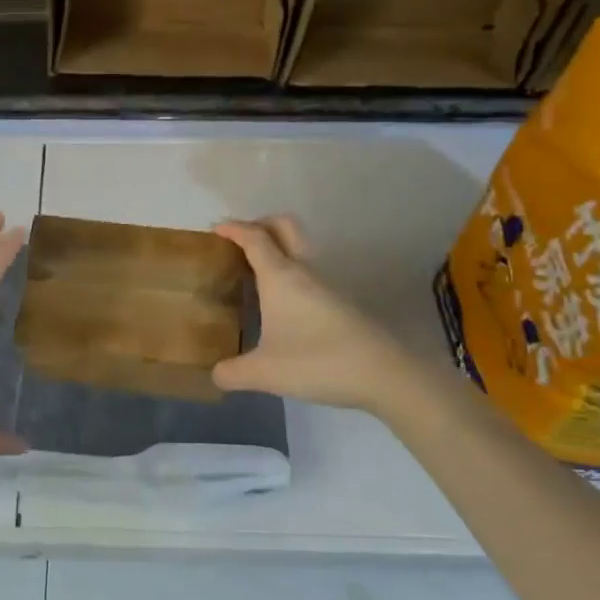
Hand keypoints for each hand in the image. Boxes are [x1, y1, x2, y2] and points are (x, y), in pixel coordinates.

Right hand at [212, 216, 412, 412]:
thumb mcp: (265, 373)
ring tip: (254, 273)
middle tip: (239, 241)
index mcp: (281, 277)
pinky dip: (290, 272)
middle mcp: (305, 272)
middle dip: (260, 224)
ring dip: (277, 249)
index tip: (215, 229)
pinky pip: (309, 272)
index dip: (234, 229)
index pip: (255, 238)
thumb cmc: (318, 362)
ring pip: (300, 250)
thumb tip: (215, 374)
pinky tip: (280, 302)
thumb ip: (233, 373)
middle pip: (285, 227)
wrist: (384, 375)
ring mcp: (327, 285)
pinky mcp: (341, 302)